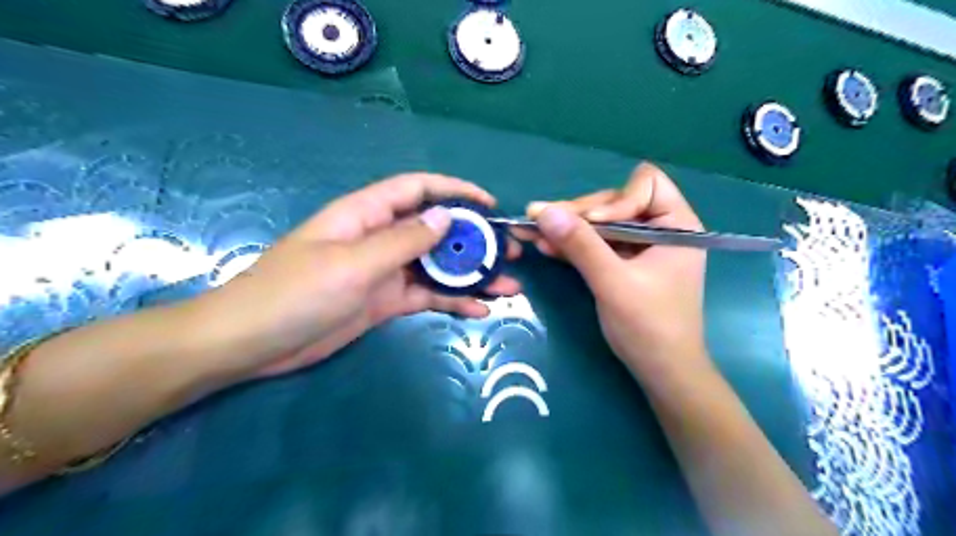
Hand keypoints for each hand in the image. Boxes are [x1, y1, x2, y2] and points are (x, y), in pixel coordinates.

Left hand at [197, 174, 520, 378]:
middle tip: (511, 253)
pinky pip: (426, 295)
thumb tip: (446, 215)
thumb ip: (402, 240)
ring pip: (437, 266)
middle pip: (435, 230)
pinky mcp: (385, 301)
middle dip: (474, 239)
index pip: (417, 189)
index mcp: (367, 215)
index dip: (455, 191)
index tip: (490, 205)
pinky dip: (452, 301)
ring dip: (472, 274)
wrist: (254, 344)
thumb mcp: (353, 264)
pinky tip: (479, 309)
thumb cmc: (295, 293)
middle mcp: (380, 238)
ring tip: (509, 286)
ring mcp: (385, 271)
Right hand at [519, 163, 704, 371]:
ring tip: (532, 231)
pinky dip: (573, 244)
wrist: (661, 372)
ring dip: (568, 228)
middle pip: (614, 202)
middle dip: (579, 214)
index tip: (592, 226)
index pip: (646, 184)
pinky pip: (596, 244)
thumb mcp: (613, 283)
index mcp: (676, 225)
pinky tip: (546, 246)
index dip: (615, 201)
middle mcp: (660, 229)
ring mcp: (640, 247)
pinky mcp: (624, 263)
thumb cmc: (649, 327)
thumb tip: (543, 211)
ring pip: (600, 223)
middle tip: (540, 220)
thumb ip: (580, 245)